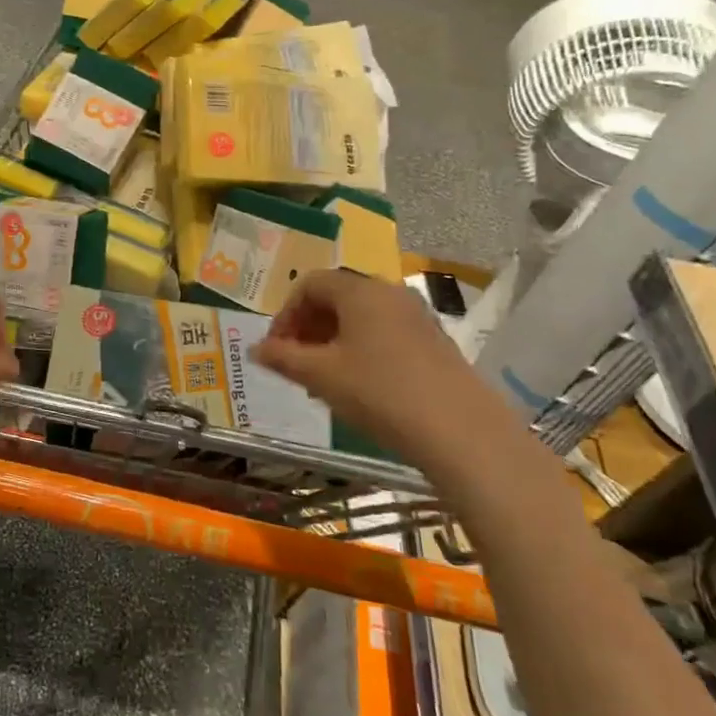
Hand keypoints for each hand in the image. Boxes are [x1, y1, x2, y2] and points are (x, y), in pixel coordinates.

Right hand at [253, 270, 529, 493]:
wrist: (460, 432)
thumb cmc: (379, 393)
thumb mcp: (320, 376)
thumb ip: (283, 358)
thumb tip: (255, 349)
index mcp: (359, 290)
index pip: (309, 284)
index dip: (285, 314)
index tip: (276, 349)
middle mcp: (389, 292)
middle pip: (336, 297)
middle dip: (308, 327)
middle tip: (295, 363)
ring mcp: (417, 316)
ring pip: (361, 317)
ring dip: (333, 341)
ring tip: (323, 380)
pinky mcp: (434, 341)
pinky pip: (385, 333)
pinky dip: (361, 349)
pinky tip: (359, 386)